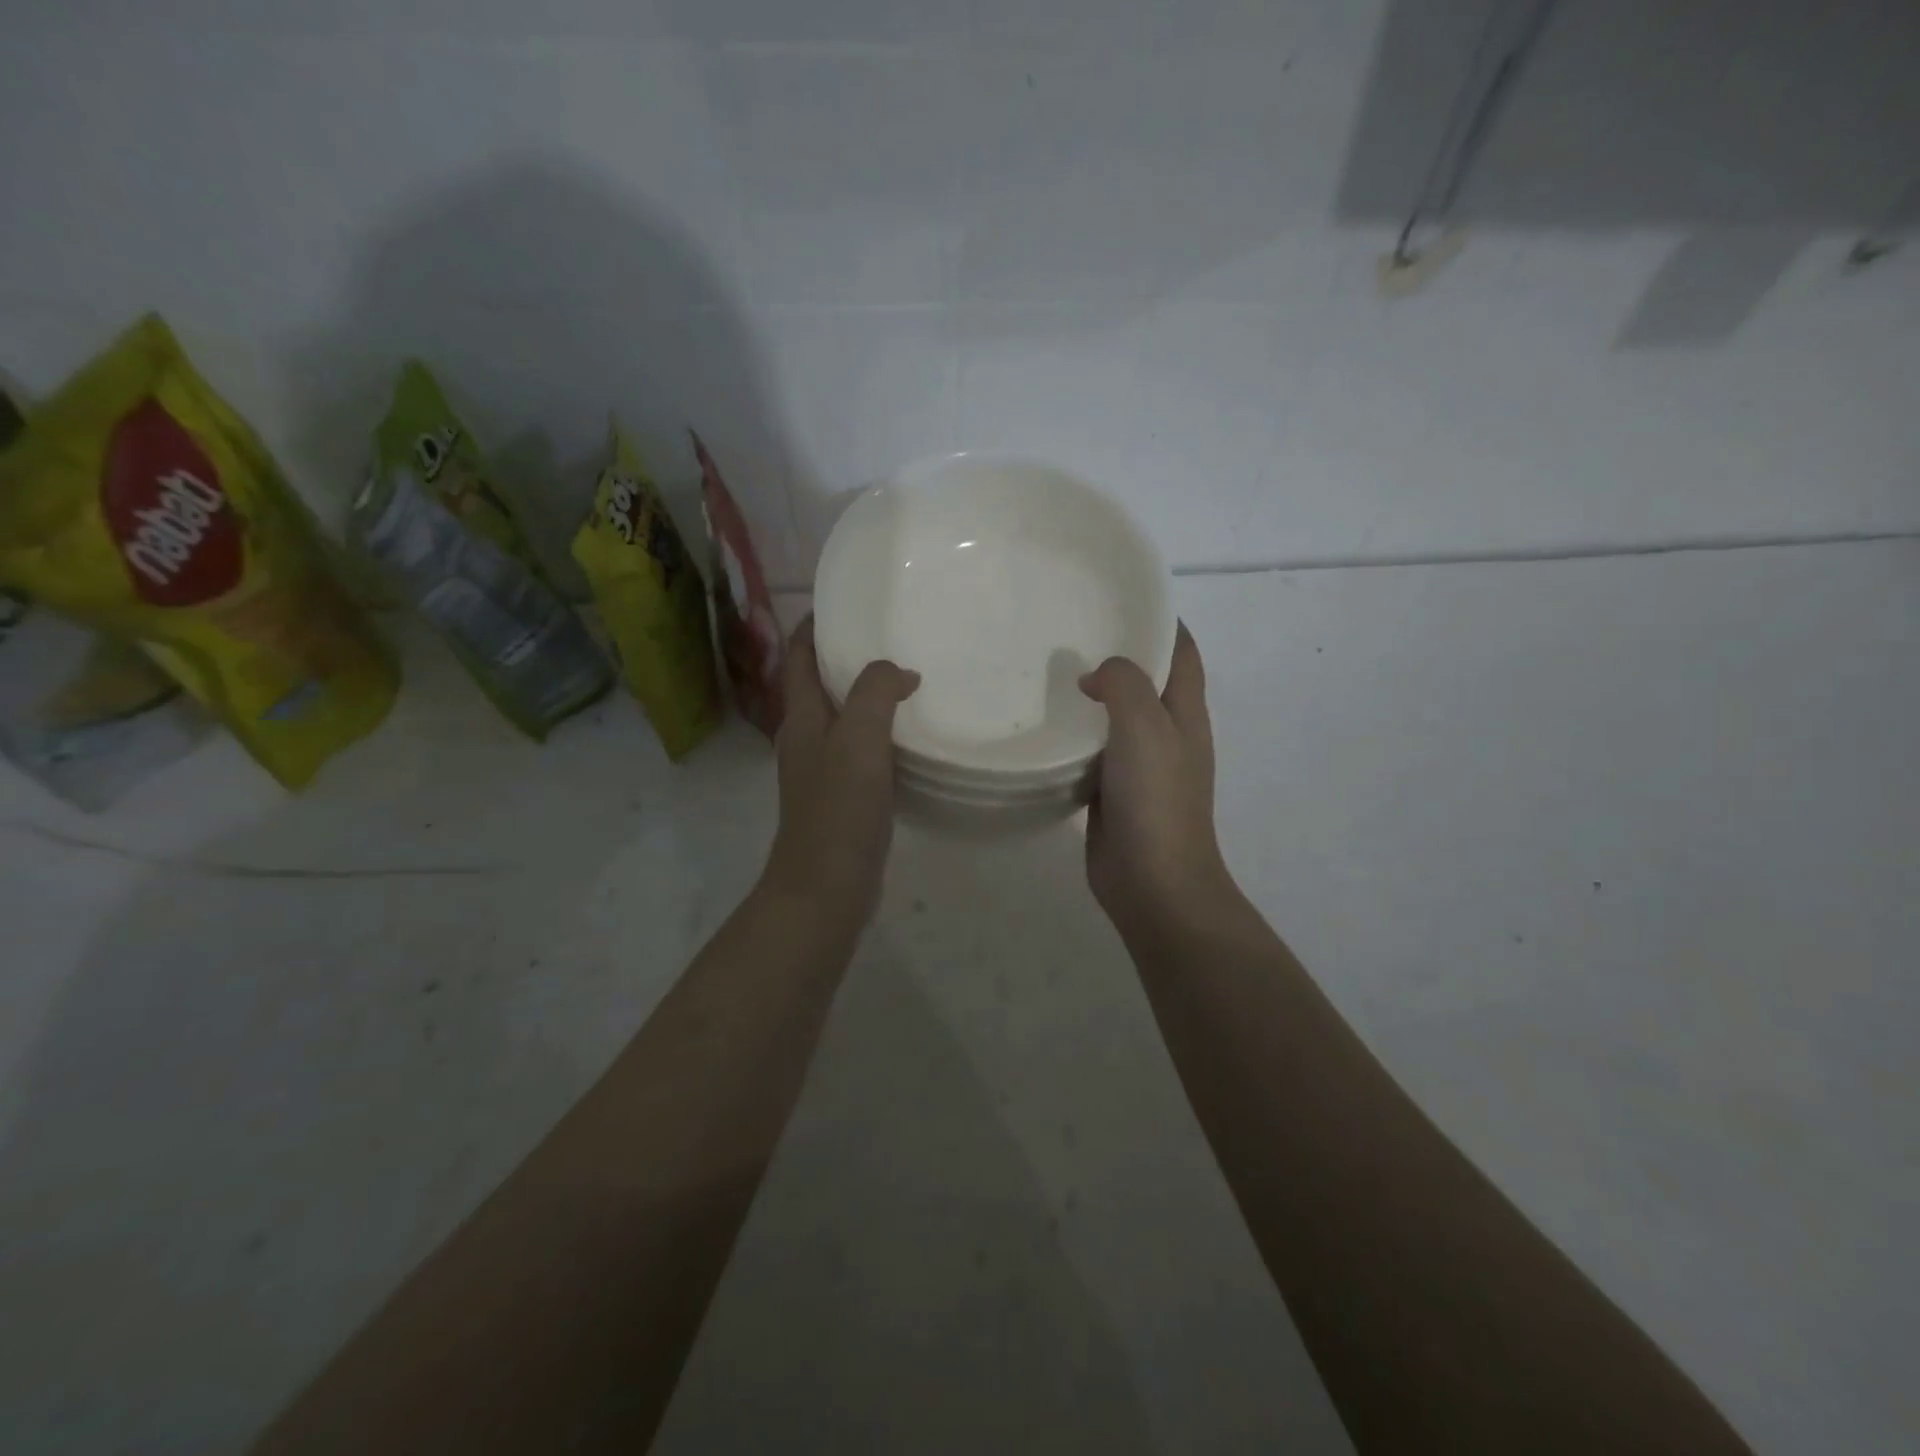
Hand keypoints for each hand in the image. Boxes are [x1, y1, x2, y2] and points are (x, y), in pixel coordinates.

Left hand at [761, 618, 918, 923]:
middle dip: (847, 656)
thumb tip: (898, 671)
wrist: (826, 887)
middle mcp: (805, 737)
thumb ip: (875, 692)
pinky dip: (880, 731)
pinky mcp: (842, 796)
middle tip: (891, 636)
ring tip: (907, 677)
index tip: (846, 602)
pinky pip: (860, 749)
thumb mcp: (858, 738)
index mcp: (801, 717)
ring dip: (867, 694)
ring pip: (842, 717)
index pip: (800, 656)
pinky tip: (909, 734)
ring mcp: (822, 769)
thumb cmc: (838, 808)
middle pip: (820, 683)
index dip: (815, 625)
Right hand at [1079, 623, 1234, 934]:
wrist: (1152, 881)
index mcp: (1186, 713)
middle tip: (1070, 630)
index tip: (1120, 597)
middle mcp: (1167, 734)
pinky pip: (1093, 751)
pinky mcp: (1112, 791)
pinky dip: (1076, 734)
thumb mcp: (1145, 725)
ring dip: (1093, 695)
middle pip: (1147, 680)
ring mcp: (1140, 766)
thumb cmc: (1157, 799)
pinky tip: (1044, 724)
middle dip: (1118, 653)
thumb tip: (1095, 675)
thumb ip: (1123, 684)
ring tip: (1050, 669)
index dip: (1161, 620)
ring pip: (1116, 717)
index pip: (1182, 651)